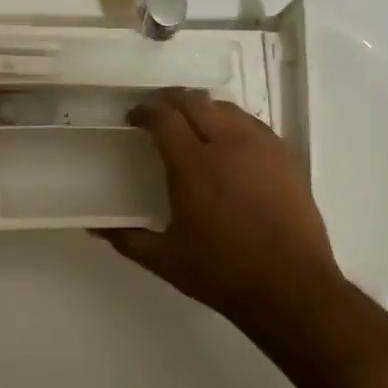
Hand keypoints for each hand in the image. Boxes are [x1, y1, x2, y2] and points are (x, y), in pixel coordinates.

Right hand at [103, 88, 341, 326]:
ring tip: (191, 123)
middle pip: (195, 101)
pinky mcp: (286, 157)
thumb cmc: (223, 273)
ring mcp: (261, 147)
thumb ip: (127, 239)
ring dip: (202, 108)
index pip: (164, 118)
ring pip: (226, 108)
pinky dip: (232, 121)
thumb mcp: (166, 260)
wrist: (291, 287)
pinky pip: (253, 123)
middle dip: (170, 100)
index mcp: (194, 166)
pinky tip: (227, 141)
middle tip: (157, 113)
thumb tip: (95, 227)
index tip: (133, 118)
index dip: (144, 111)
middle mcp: (228, 145)